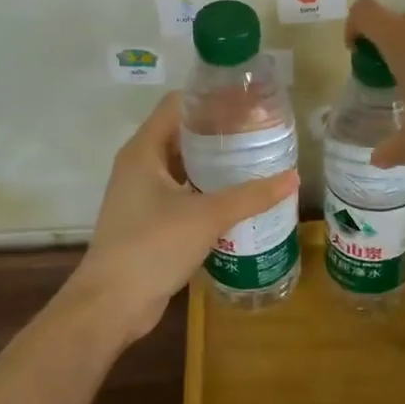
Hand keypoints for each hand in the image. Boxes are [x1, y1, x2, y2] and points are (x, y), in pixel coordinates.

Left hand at [65, 94, 298, 343]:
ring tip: (255, 160)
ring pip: (183, 166)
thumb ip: (251, 196)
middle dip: (219, 131)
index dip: (211, 99)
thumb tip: (292, 177)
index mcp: (144, 150)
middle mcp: (140, 165)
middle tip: (259, 131)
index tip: (247, 102)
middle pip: (182, 134)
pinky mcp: (149, 220)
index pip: (178, 105)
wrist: (112, 304)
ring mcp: (142, 194)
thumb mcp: (207, 216)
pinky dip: (207, 190)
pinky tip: (238, 198)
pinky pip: (183, 193)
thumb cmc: (153, 246)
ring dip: (214, 163)